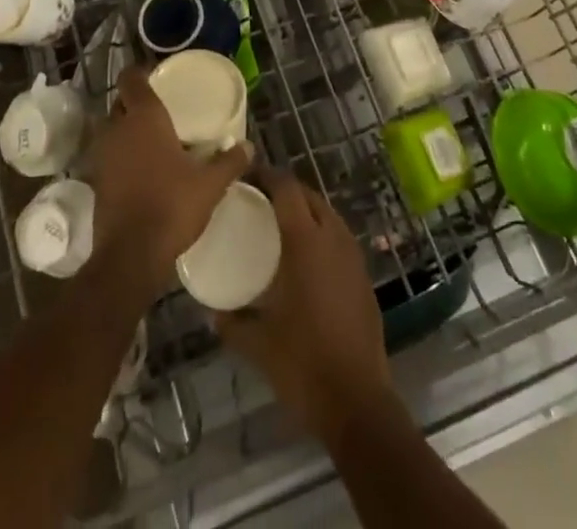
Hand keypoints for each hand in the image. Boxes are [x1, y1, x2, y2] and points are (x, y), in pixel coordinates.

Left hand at [85, 66, 250, 290]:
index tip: (156, 74)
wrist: (130, 256)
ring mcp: (103, 156)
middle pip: (120, 103)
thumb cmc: (172, 206)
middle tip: (161, 109)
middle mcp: (118, 130)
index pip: (131, 79)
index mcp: (144, 118)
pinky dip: (122, 156)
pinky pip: (109, 156)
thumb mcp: (210, 184)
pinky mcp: (96, 182)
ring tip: (153, 139)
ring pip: (113, 130)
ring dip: (127, 130)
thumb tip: (248, 147)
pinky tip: (142, 170)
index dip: (140, 72)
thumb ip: (229, 162)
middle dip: (135, 102)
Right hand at [213, 168, 393, 439]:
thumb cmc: (302, 364)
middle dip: (285, 190)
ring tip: (281, 225)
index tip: (246, 177)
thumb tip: (213, 313)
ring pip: (327, 215)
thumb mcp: (258, 343)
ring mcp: (353, 255)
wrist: (357, 401)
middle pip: (308, 195)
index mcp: (305, 241)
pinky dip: (321, 233)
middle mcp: (332, 237)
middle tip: (259, 200)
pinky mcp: (363, 275)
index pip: (287, 188)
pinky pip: (339, 238)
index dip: (267, 175)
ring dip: (306, 210)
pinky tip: (306, 259)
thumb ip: (232, 323)